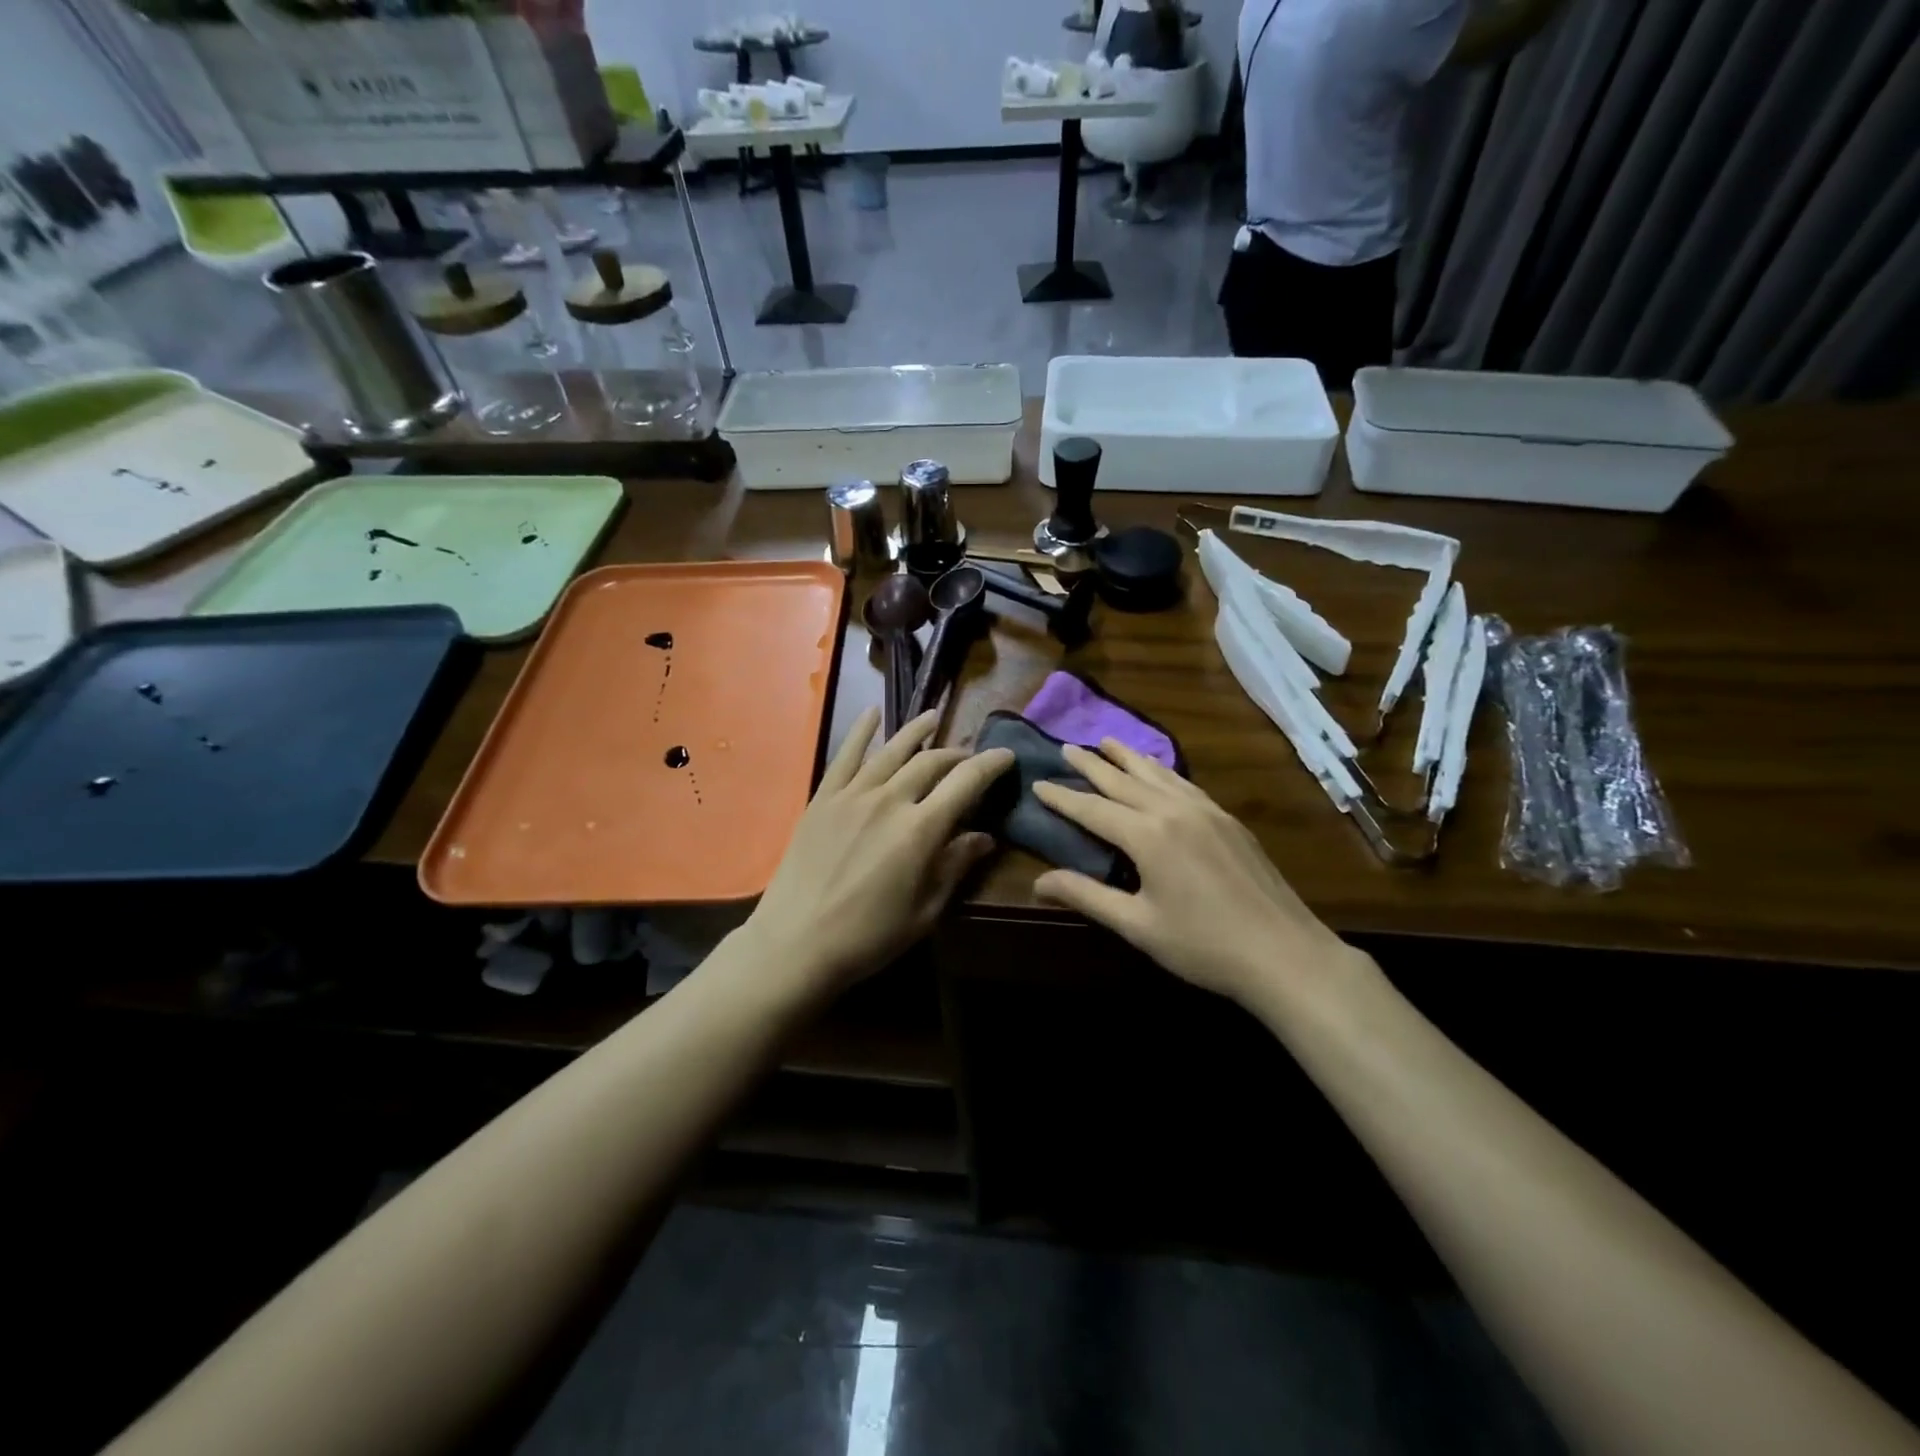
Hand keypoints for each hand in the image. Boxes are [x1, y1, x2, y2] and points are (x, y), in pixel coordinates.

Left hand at [744, 707, 1014, 997]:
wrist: (796, 943)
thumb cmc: (869, 936)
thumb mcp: (925, 910)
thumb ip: (955, 866)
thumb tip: (985, 837)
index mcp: (920, 829)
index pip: (966, 782)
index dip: (990, 764)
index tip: (1006, 755)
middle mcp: (889, 800)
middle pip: (931, 762)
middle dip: (956, 755)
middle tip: (969, 758)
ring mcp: (852, 795)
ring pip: (891, 751)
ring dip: (916, 731)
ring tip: (932, 717)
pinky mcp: (823, 798)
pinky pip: (845, 755)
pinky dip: (861, 731)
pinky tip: (873, 713)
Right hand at [1031, 740, 1355, 1004]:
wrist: (1284, 953)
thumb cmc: (1203, 945)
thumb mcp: (1137, 925)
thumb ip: (1087, 896)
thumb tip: (1038, 881)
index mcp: (1147, 836)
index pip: (1093, 809)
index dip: (1062, 797)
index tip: (1038, 782)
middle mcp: (1174, 811)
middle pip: (1123, 780)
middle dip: (1092, 764)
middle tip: (1066, 747)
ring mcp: (1206, 812)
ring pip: (1158, 774)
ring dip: (1129, 757)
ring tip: (1107, 741)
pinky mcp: (1228, 820)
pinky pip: (1185, 784)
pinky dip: (1163, 772)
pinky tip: (1160, 772)